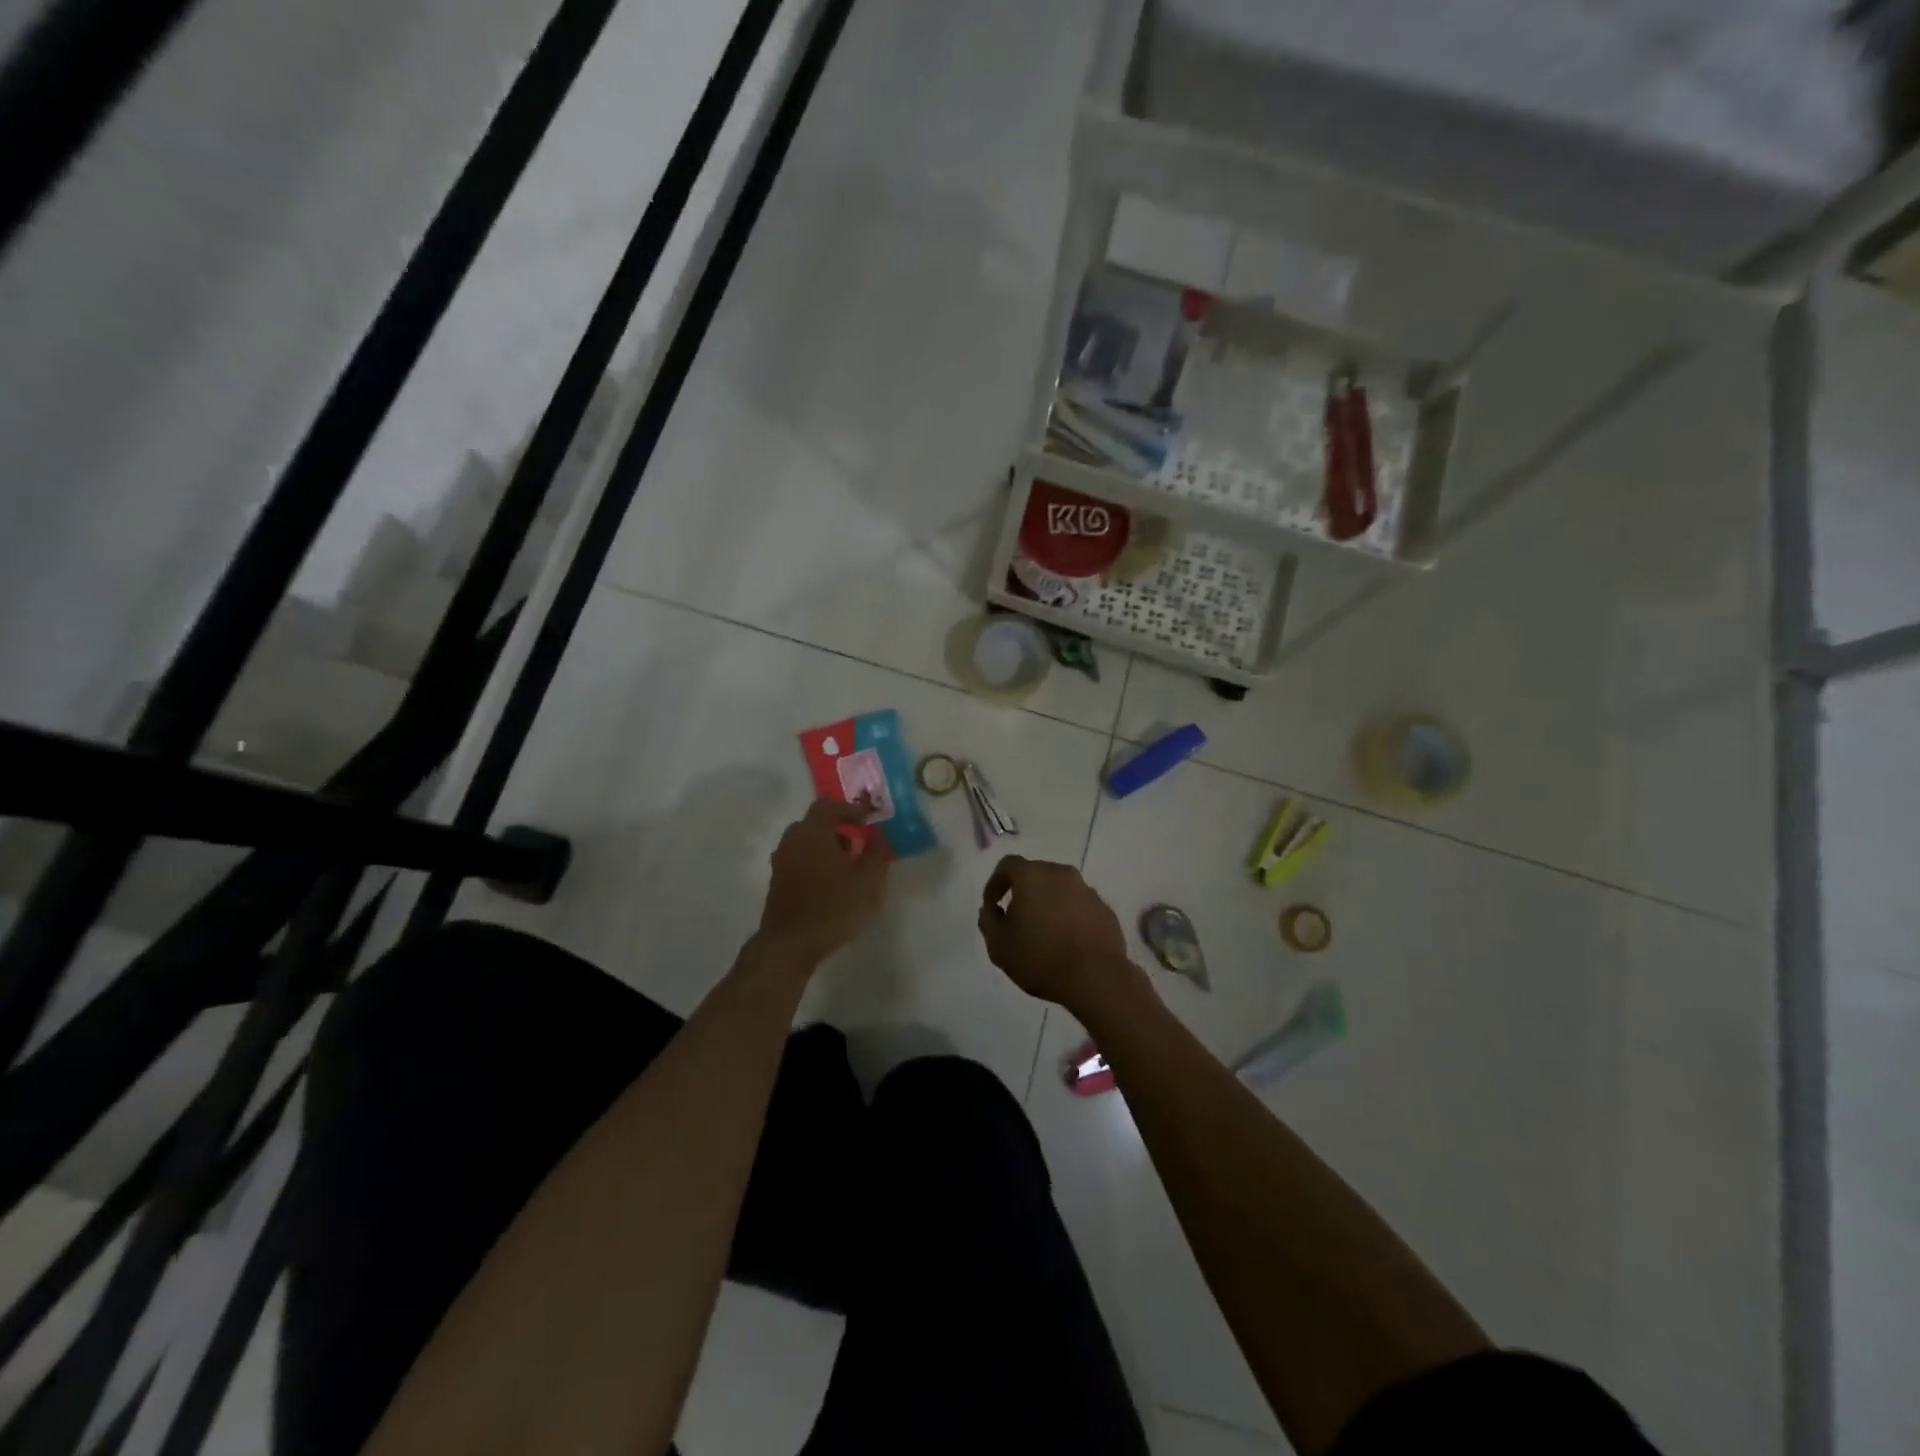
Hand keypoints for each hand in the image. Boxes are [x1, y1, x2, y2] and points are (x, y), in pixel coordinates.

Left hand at [754, 799, 889, 969]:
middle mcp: (792, 840)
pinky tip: (832, 883)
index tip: (868, 819)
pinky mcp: (778, 882)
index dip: (850, 809)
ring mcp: (781, 862)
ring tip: (848, 865)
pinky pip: (800, 860)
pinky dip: (816, 862)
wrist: (791, 944)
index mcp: (812, 832)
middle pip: (815, 823)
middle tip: (859, 841)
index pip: (828, 806)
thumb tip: (880, 836)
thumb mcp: (868, 880)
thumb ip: (877, 853)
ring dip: (827, 846)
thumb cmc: (833, 907)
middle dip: (838, 828)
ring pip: (806, 842)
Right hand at [977, 856, 1137, 1015]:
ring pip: (1060, 890)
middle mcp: (1062, 874)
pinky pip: (1080, 907)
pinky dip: (1070, 917)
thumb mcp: (999, 945)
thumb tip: (991, 909)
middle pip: (1037, 874)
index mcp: (1033, 875)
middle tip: (1017, 919)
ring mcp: (1087, 891)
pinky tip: (1067, 942)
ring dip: (1049, 905)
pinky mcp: (1105, 910)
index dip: (996, 883)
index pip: (1008, 865)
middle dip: (1024, 893)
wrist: (1095, 978)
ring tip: (1044, 934)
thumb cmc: (1040, 957)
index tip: (992, 905)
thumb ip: (988, 921)